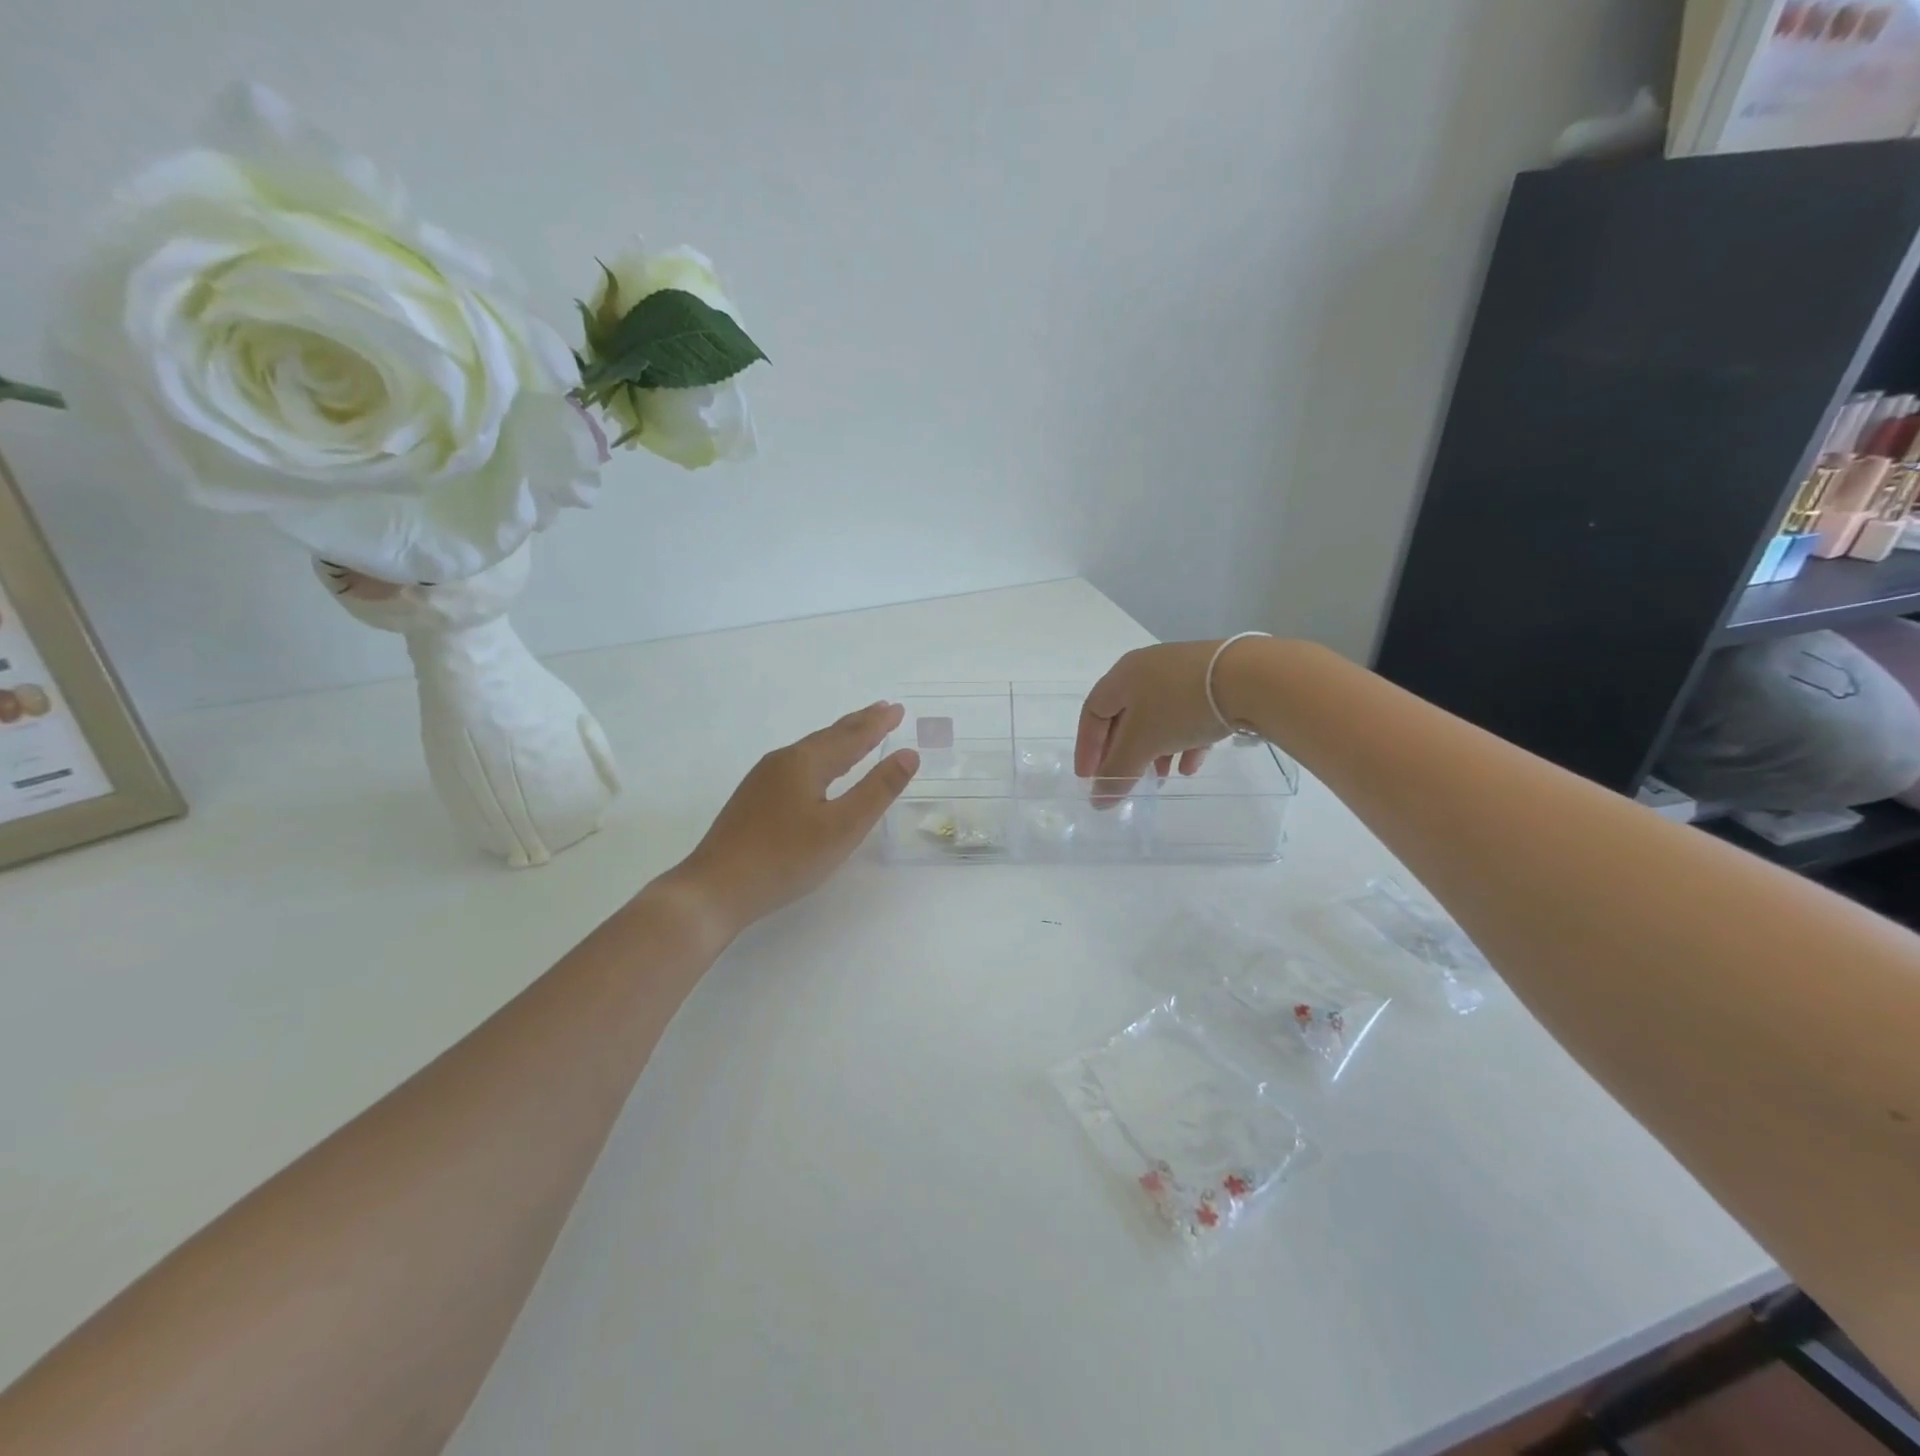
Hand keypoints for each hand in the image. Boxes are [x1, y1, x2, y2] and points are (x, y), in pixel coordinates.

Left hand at [675, 702, 919, 932]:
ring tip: (857, 733)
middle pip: (828, 737)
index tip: (898, 709)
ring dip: (839, 739)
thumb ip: (877, 790)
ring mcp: (762, 780)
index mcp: (805, 762)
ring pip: (810, 751)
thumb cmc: (785, 858)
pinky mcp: (753, 800)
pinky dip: (821, 758)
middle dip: (859, 724)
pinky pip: (797, 766)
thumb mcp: (842, 827)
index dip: (877, 724)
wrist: (715, 889)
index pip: (851, 736)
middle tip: (883, 710)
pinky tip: (818, 771)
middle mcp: (782, 762)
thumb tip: (909, 754)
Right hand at [1075, 641, 1245, 802]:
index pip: (1093, 712)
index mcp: (1123, 675)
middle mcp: (1149, 669)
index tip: (1090, 779)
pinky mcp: (1214, 682)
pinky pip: (1189, 715)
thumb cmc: (1181, 706)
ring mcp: (1183, 673)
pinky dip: (1184, 741)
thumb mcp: (1143, 742)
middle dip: (1124, 752)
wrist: (1252, 678)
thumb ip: (1118, 772)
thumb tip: (1098, 801)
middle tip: (1126, 780)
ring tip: (1162, 779)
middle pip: (1126, 716)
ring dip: (1155, 751)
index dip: (1087, 747)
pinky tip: (1191, 766)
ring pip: (1159, 718)